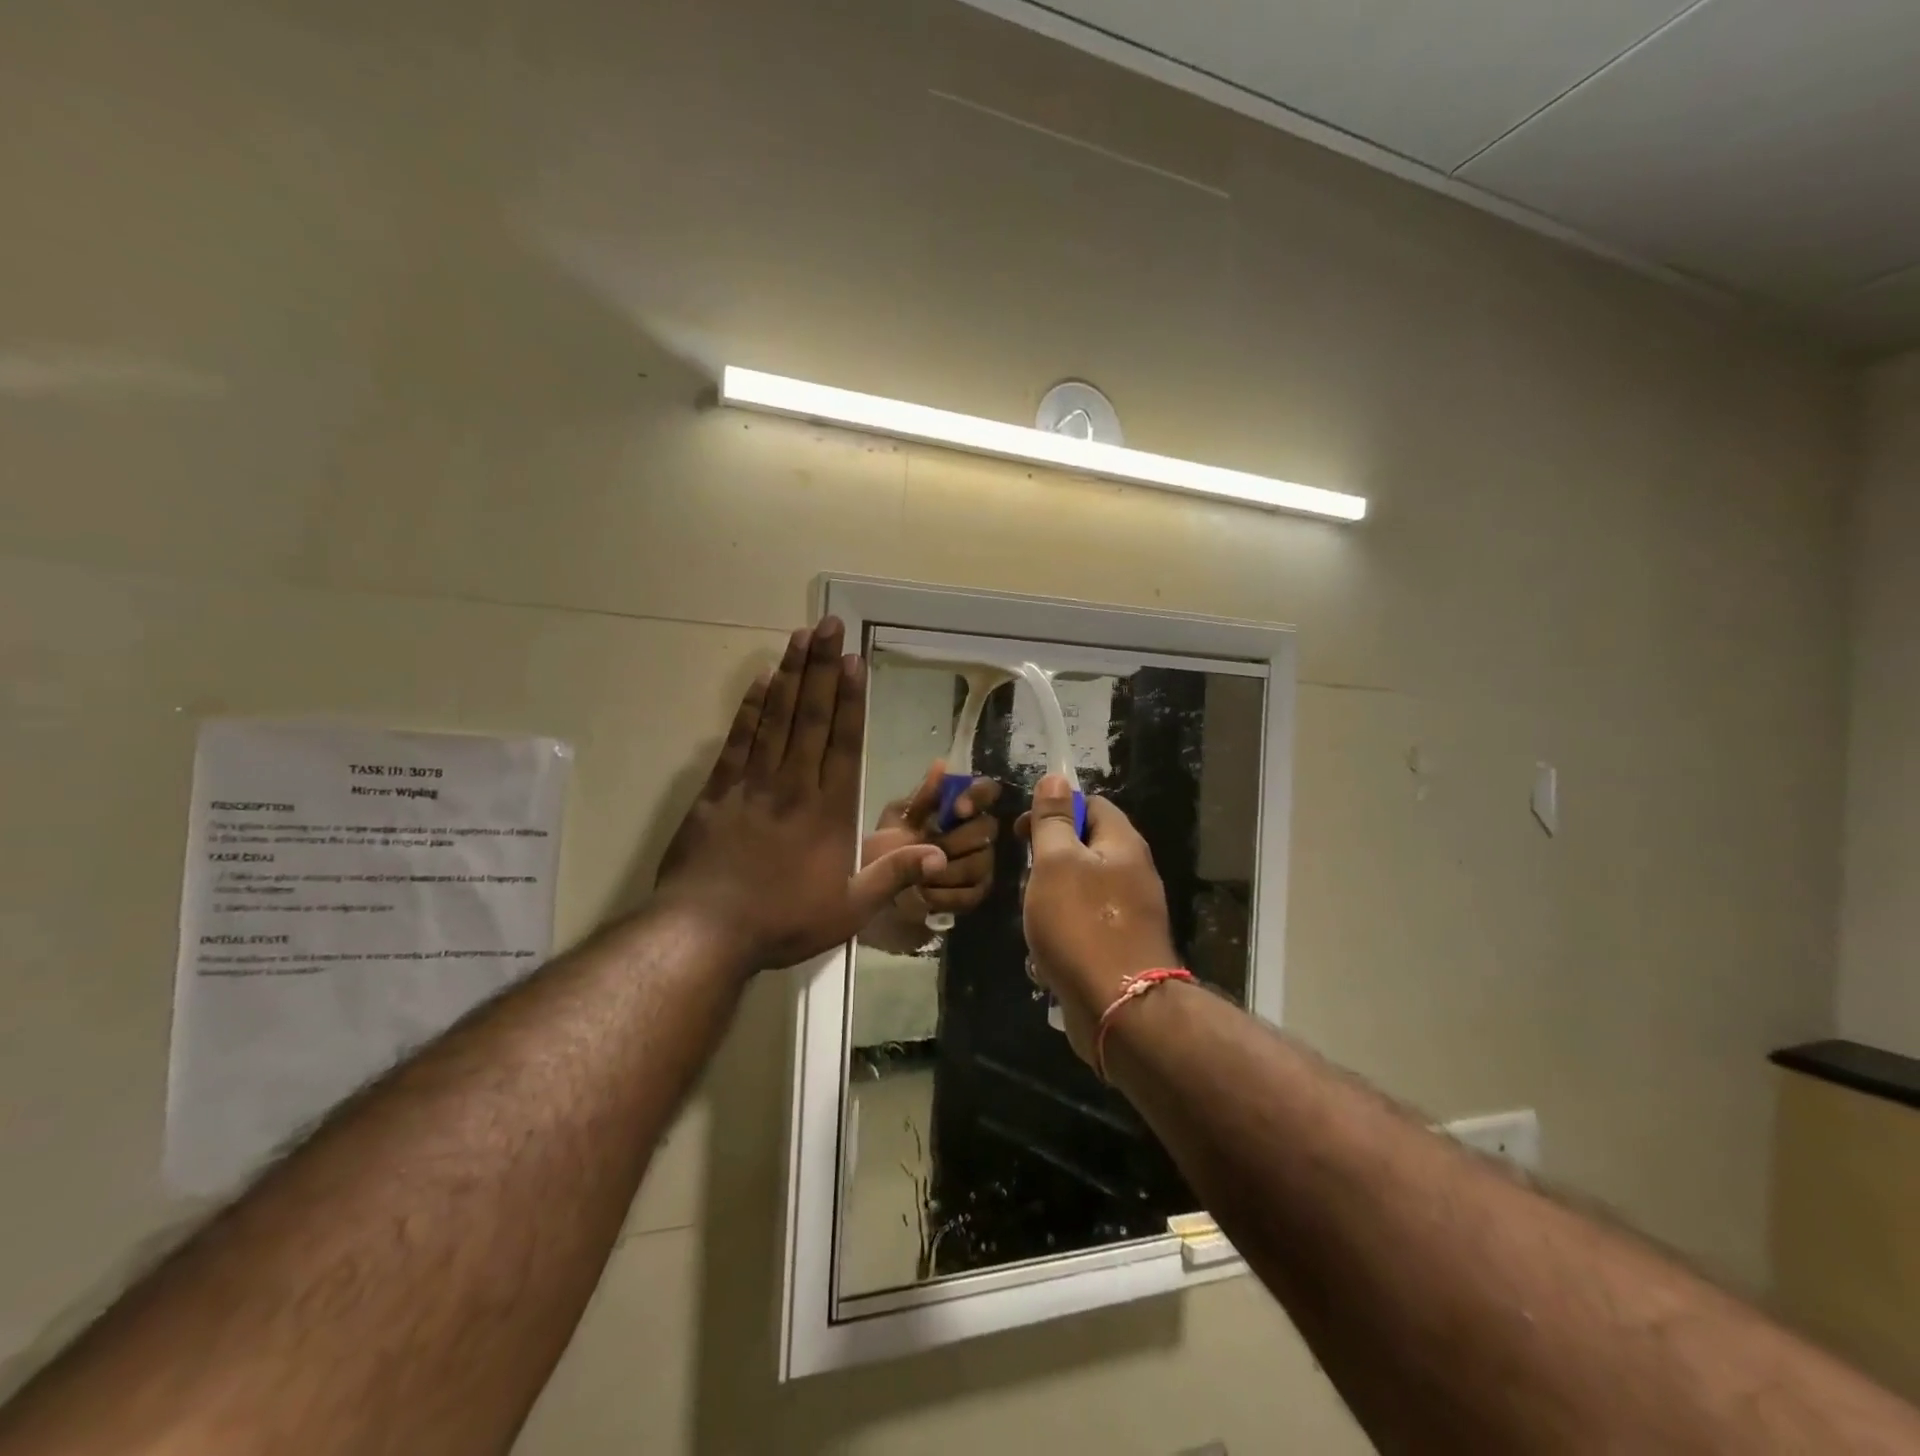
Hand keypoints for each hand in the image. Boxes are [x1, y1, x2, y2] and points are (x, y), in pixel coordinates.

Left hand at [657, 617, 944, 972]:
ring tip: (800, 637)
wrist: (705, 934)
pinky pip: (737, 740)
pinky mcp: (717, 791)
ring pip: (775, 718)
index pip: (843, 742)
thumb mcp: (849, 909)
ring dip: (789, 675)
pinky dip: (749, 709)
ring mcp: (752, 784)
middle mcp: (793, 785)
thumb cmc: (783, 922)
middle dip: (822, 668)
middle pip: (810, 716)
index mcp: (828, 810)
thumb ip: (893, 876)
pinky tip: (758, 681)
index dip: (850, 699)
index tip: (853, 660)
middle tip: (828, 625)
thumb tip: (940, 854)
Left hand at [860, 764, 1001, 945]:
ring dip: (946, 871)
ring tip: (918, 877)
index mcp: (957, 809)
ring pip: (980, 863)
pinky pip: (973, 893)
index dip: (978, 797)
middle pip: (987, 829)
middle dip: (954, 841)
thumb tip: (941, 765)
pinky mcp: (974, 893)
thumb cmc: (884, 849)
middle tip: (927, 849)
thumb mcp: (897, 821)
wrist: (871, 891)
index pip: (986, 790)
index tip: (957, 810)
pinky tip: (924, 895)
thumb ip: (922, 798)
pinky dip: (945, 895)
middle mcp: (975, 833)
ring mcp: (979, 864)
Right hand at [1017, 775, 1178, 1064]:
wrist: (1119, 1008)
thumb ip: (1054, 821)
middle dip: (1048, 862)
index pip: (1091, 804)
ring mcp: (1130, 913)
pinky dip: (1063, 933)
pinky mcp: (1122, 947)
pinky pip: (1085, 926)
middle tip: (1027, 881)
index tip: (1023, 833)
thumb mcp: (1056, 862)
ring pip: (1081, 890)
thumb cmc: (1081, 925)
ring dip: (1050, 901)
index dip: (1055, 810)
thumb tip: (1057, 777)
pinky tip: (1046, 954)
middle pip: (1085, 848)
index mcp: (1123, 844)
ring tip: (1034, 921)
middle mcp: (1134, 873)